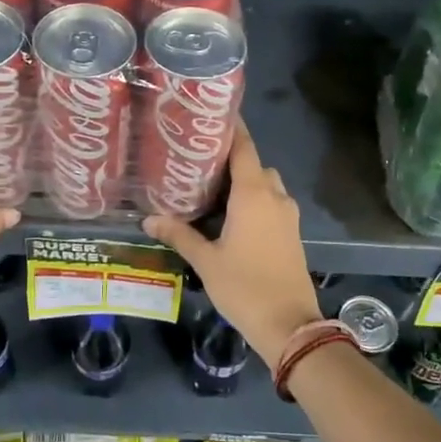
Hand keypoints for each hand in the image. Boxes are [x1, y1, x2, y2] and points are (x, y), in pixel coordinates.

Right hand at [142, 120, 320, 367]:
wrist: (290, 325)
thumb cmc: (245, 287)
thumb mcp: (206, 260)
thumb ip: (179, 234)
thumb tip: (149, 219)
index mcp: (254, 194)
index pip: (244, 147)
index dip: (231, 129)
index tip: (211, 116)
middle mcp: (275, 196)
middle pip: (254, 164)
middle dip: (231, 160)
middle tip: (200, 163)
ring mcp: (287, 215)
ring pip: (266, 185)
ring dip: (245, 183)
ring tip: (212, 191)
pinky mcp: (292, 233)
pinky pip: (272, 204)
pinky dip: (255, 201)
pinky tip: (231, 217)